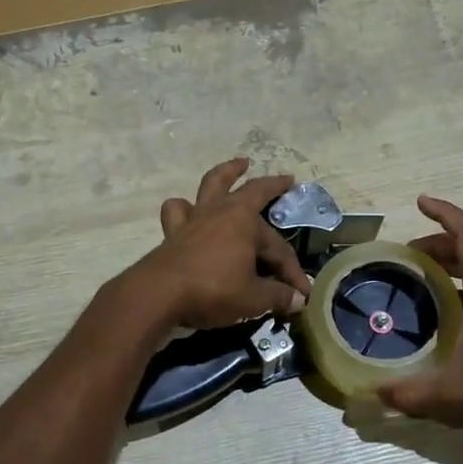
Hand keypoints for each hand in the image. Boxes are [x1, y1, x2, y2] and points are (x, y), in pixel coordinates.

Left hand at [124, 159, 311, 330]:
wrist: (159, 296)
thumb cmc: (213, 290)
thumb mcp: (252, 299)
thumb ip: (277, 296)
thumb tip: (298, 299)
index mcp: (245, 222)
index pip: (278, 248)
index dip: (293, 271)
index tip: (303, 292)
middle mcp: (221, 211)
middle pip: (251, 193)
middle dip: (271, 186)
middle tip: (285, 179)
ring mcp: (195, 218)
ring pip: (212, 186)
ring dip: (226, 173)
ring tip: (237, 164)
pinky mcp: (173, 232)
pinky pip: (178, 212)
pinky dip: (184, 208)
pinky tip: (189, 210)